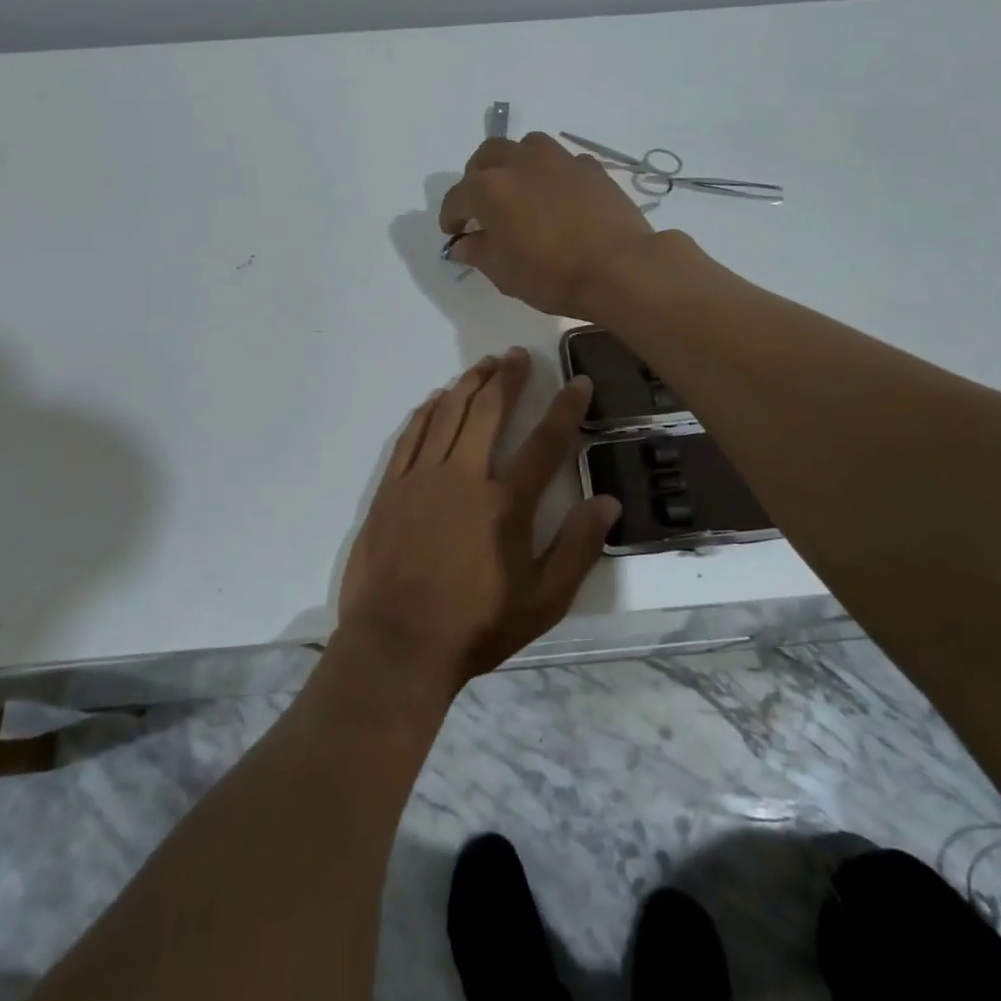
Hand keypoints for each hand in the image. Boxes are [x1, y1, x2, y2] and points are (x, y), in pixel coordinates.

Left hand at [335, 348, 621, 693]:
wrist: (397, 645)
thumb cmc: (476, 626)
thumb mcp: (542, 602)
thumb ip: (577, 549)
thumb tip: (609, 502)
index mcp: (505, 503)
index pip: (545, 443)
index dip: (565, 409)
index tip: (578, 382)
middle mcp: (464, 477)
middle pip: (489, 411)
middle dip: (508, 378)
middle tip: (519, 355)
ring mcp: (422, 478)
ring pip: (448, 414)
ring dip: (469, 384)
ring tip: (484, 364)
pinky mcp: (391, 488)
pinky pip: (411, 436)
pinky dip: (427, 411)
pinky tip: (437, 398)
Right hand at [439, 132, 655, 317]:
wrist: (619, 267)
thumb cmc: (552, 275)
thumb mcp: (504, 273)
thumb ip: (478, 252)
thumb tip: (463, 243)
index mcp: (489, 188)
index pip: (457, 197)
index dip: (451, 216)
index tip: (454, 232)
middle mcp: (519, 162)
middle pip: (487, 156)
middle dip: (477, 177)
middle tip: (482, 204)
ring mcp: (558, 159)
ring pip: (525, 147)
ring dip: (515, 164)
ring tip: (520, 189)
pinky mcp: (590, 166)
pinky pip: (561, 161)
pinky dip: (551, 174)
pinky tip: (558, 196)